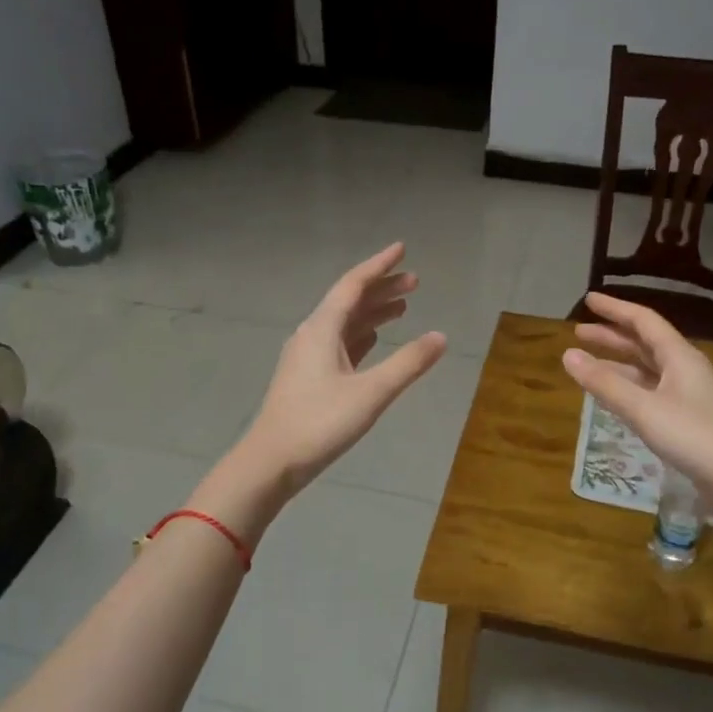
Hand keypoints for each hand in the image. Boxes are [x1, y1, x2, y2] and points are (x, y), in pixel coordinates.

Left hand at [239, 242, 446, 493]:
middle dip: (382, 289)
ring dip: (373, 313)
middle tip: (415, 281)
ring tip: (403, 308)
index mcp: (322, 329)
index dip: (379, 266)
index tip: (402, 249)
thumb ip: (408, 363)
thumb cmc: (320, 423)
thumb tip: (441, 336)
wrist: (271, 462)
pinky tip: (374, 341)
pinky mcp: (307, 378)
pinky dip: (360, 336)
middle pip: (349, 301)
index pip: (353, 285)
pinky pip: (339, 344)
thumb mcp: (371, 393)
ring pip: (344, 324)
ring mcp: (306, 357)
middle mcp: (312, 335)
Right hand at [562, 291, 712, 519]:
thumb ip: (605, 383)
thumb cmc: (694, 436)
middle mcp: (684, 368)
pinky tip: (614, 396)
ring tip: (588, 364)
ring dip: (618, 363)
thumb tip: (567, 355)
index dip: (615, 309)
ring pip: (647, 369)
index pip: (643, 321)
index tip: (589, 300)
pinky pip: (651, 391)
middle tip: (580, 332)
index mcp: (679, 356)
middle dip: (612, 336)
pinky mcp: (687, 418)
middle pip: (644, 343)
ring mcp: (688, 394)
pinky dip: (628, 387)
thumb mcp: (644, 408)